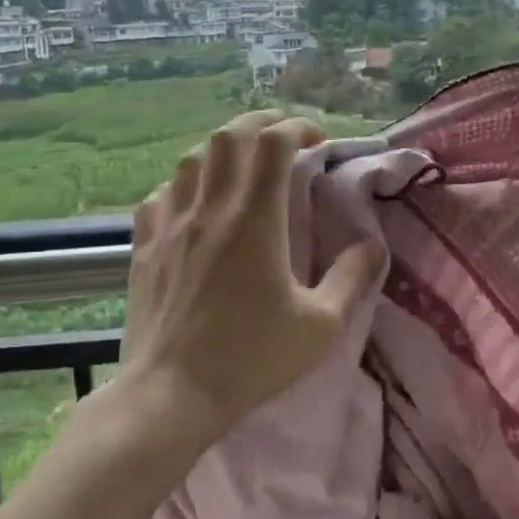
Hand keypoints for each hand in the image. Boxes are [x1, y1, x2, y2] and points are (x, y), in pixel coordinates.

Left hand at [119, 110, 386, 442]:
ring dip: (222, 150)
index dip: (298, 127)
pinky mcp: (145, 247)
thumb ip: (352, 279)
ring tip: (242, 167)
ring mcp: (171, 225)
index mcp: (255, 220)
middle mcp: (210, 209)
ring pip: (192, 159)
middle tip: (284, 140)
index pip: (273, 142)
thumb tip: (373, 246)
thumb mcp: (320, 326)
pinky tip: (195, 204)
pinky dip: (184, 185)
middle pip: (229, 136)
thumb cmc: (251, 360)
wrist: (172, 394)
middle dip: (261, 124)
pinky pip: (161, 195)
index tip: (318, 141)